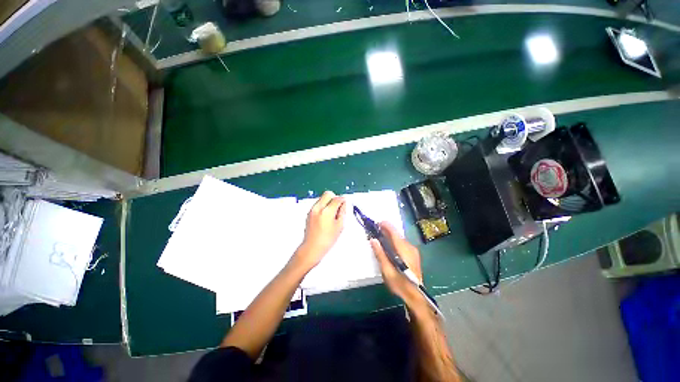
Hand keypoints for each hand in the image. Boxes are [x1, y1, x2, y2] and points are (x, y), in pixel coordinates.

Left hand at [295, 191, 346, 270]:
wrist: (312, 247)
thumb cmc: (327, 239)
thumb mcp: (340, 226)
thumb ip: (343, 212)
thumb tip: (344, 203)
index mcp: (327, 212)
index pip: (337, 199)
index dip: (343, 200)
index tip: (345, 203)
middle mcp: (318, 208)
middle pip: (328, 194)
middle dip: (335, 198)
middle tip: (338, 207)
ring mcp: (312, 210)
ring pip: (322, 198)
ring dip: (329, 202)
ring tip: (332, 214)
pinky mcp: (309, 212)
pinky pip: (318, 204)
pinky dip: (323, 206)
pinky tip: (326, 216)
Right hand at [370, 222, 423, 304]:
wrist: (416, 296)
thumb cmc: (400, 284)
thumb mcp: (387, 270)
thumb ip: (380, 253)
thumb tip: (373, 240)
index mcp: (403, 249)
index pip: (394, 232)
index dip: (386, 225)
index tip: (377, 223)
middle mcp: (410, 247)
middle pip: (397, 234)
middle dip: (386, 231)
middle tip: (375, 232)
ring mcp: (413, 251)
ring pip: (400, 239)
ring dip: (390, 236)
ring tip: (380, 239)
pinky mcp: (414, 255)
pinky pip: (402, 244)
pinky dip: (395, 242)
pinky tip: (389, 247)